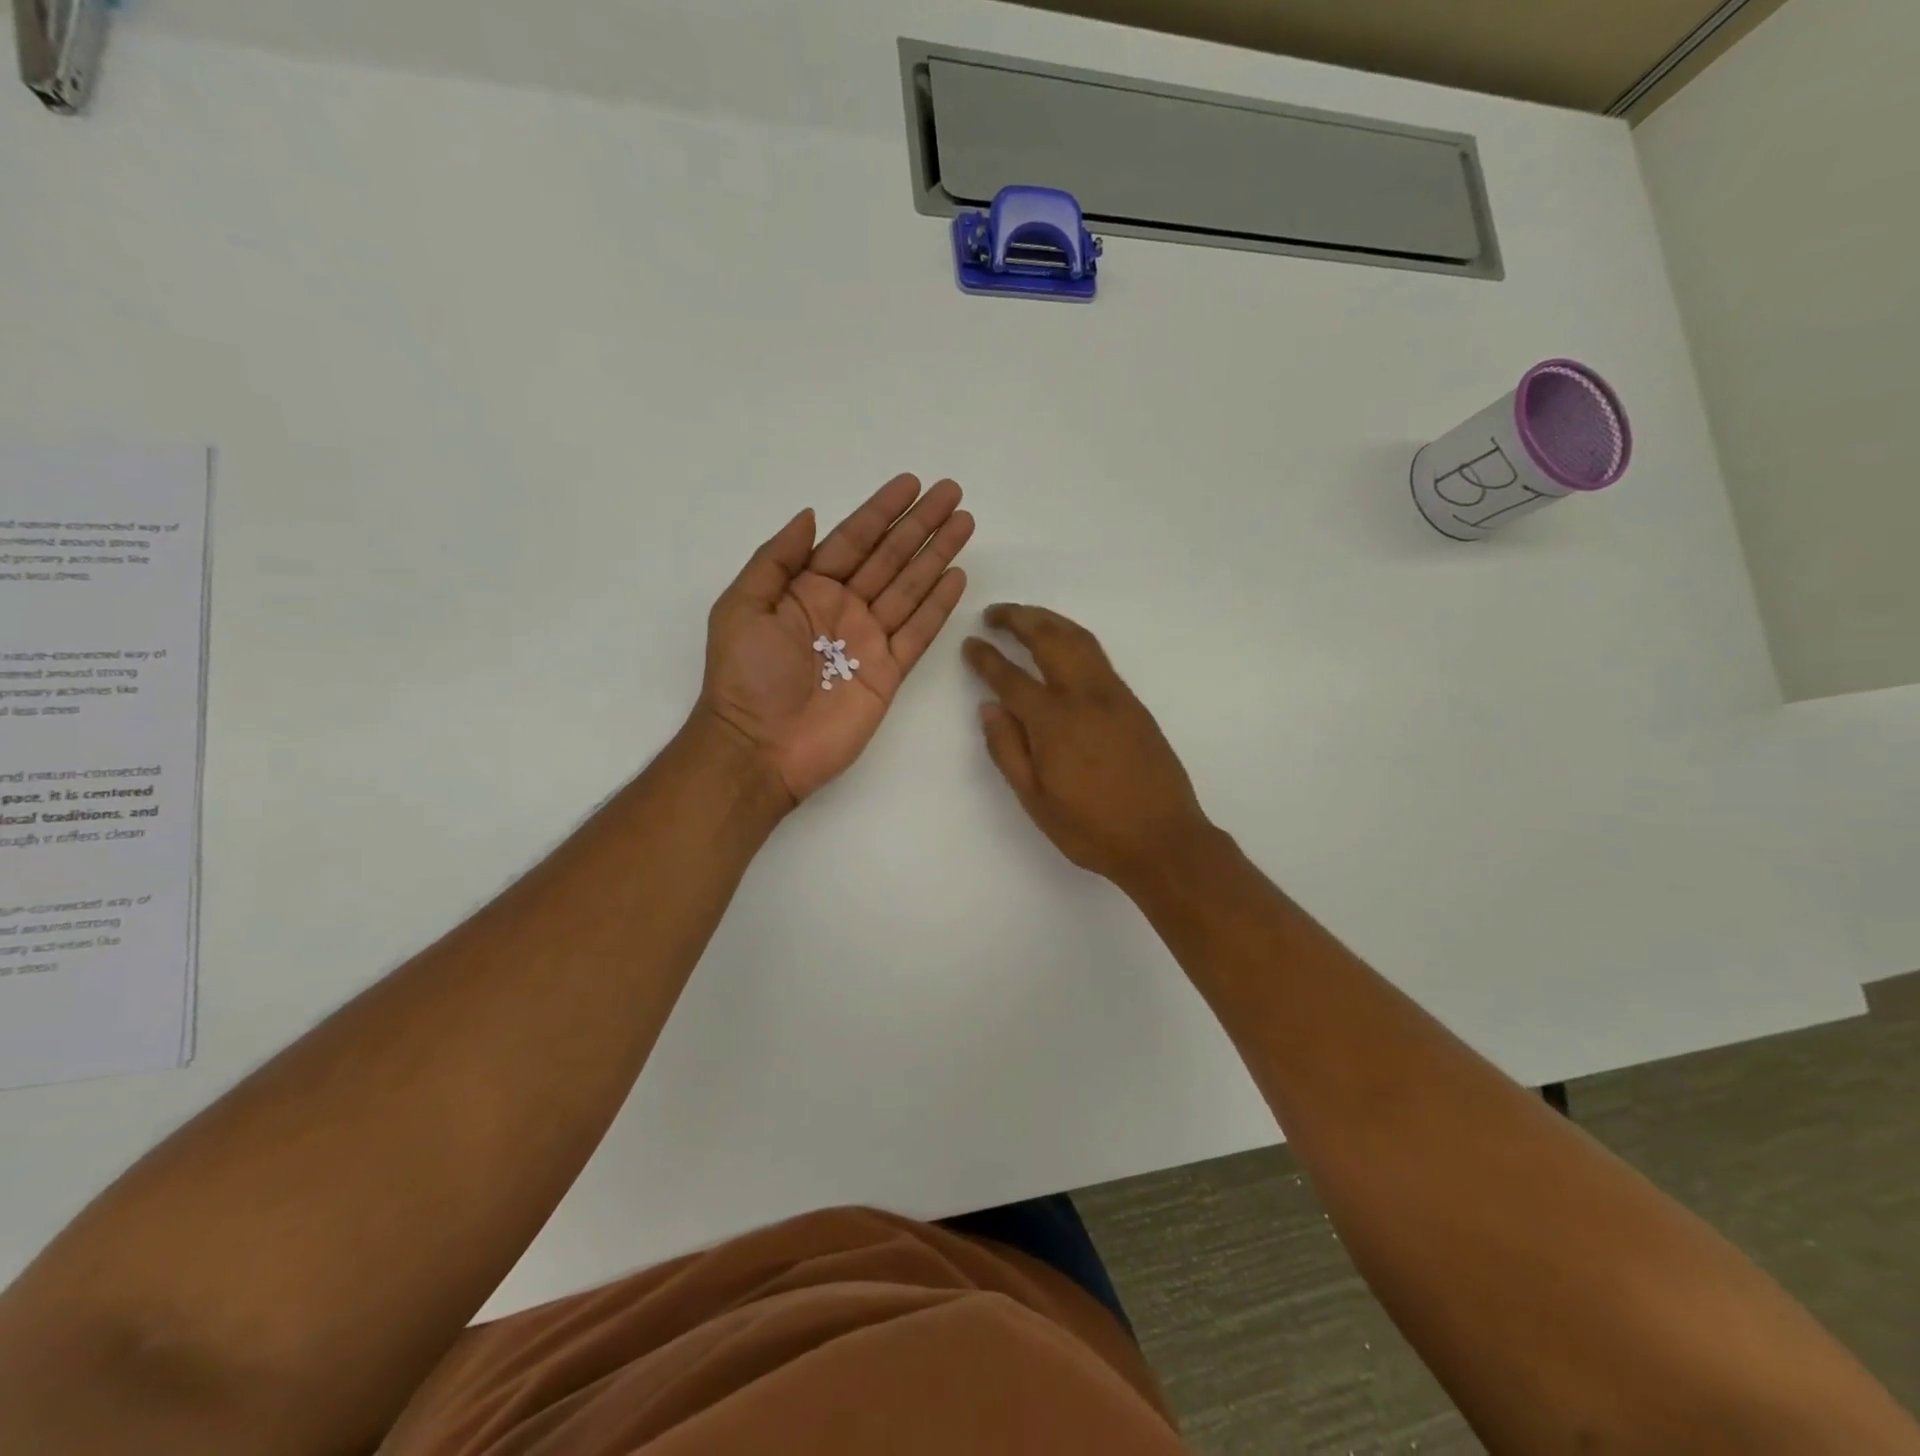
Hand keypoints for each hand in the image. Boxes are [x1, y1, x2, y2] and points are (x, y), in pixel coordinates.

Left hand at [700, 475, 973, 804]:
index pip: (852, 540)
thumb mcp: (742, 606)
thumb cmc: (745, 676)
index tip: (912, 484)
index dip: (882, 511)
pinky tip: (957, 577)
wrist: (760, 747)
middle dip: (920, 525)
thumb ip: (777, 559)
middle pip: (889, 557)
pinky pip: (918, 632)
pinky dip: (938, 606)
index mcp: (806, 589)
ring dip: (937, 556)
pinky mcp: (889, 672)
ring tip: (965, 524)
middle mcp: (842, 608)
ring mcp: (868, 640)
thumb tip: (811, 515)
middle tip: (952, 493)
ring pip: (910, 588)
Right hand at [964, 604, 1213, 891]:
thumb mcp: (1035, 801)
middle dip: (1019, 619)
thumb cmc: (1092, 829)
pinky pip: (1097, 656)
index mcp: (1054, 723)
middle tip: (994, 613)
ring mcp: (1114, 696)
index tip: (970, 643)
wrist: (1164, 840)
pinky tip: (1063, 645)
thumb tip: (988, 707)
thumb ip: (1008, 750)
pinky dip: (1073, 637)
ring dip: (1049, 620)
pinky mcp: (1133, 703)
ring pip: (1079, 639)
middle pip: (1049, 640)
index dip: (987, 658)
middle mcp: (1085, 697)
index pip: (1011, 677)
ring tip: (1026, 616)